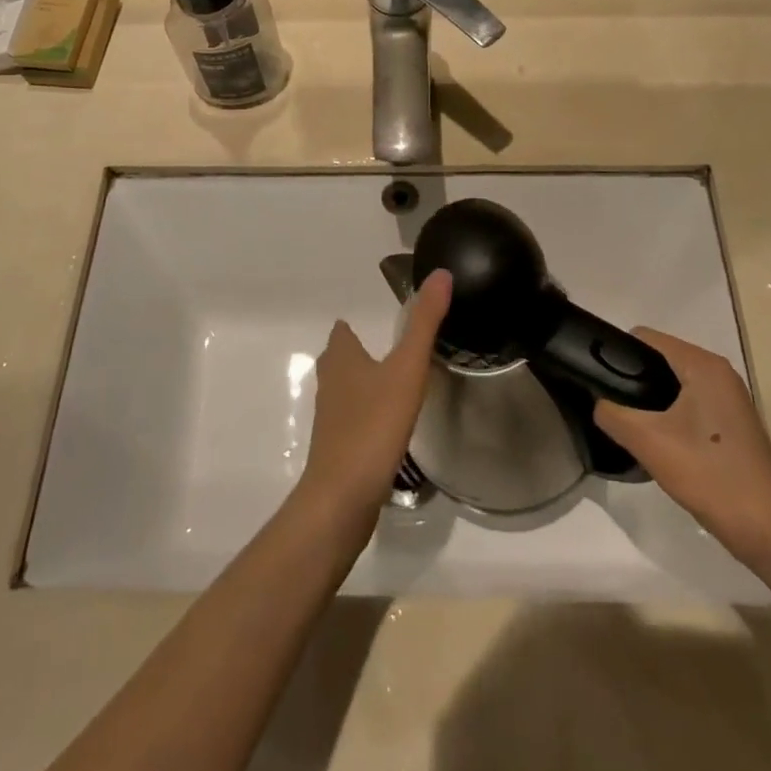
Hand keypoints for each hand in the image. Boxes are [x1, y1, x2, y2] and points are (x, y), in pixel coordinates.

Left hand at [298, 270, 451, 516]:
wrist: (343, 497)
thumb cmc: (373, 424)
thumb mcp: (406, 368)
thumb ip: (424, 323)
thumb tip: (441, 273)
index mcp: (341, 358)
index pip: (343, 330)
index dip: (356, 323)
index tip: (384, 320)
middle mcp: (330, 383)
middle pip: (341, 359)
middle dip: (360, 352)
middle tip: (395, 350)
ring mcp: (331, 418)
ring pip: (346, 390)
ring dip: (364, 384)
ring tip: (396, 384)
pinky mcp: (337, 449)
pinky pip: (353, 420)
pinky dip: (368, 415)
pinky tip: (390, 426)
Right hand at [594, 328, 770, 581]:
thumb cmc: (711, 476)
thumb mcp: (648, 442)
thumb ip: (612, 413)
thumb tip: (597, 402)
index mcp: (703, 365)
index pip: (644, 338)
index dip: (615, 353)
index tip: (595, 379)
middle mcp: (719, 373)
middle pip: (658, 359)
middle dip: (630, 379)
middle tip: (609, 407)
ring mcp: (728, 399)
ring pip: (672, 384)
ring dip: (648, 400)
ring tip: (627, 425)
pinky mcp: (731, 424)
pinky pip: (687, 404)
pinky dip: (667, 415)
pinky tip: (656, 442)